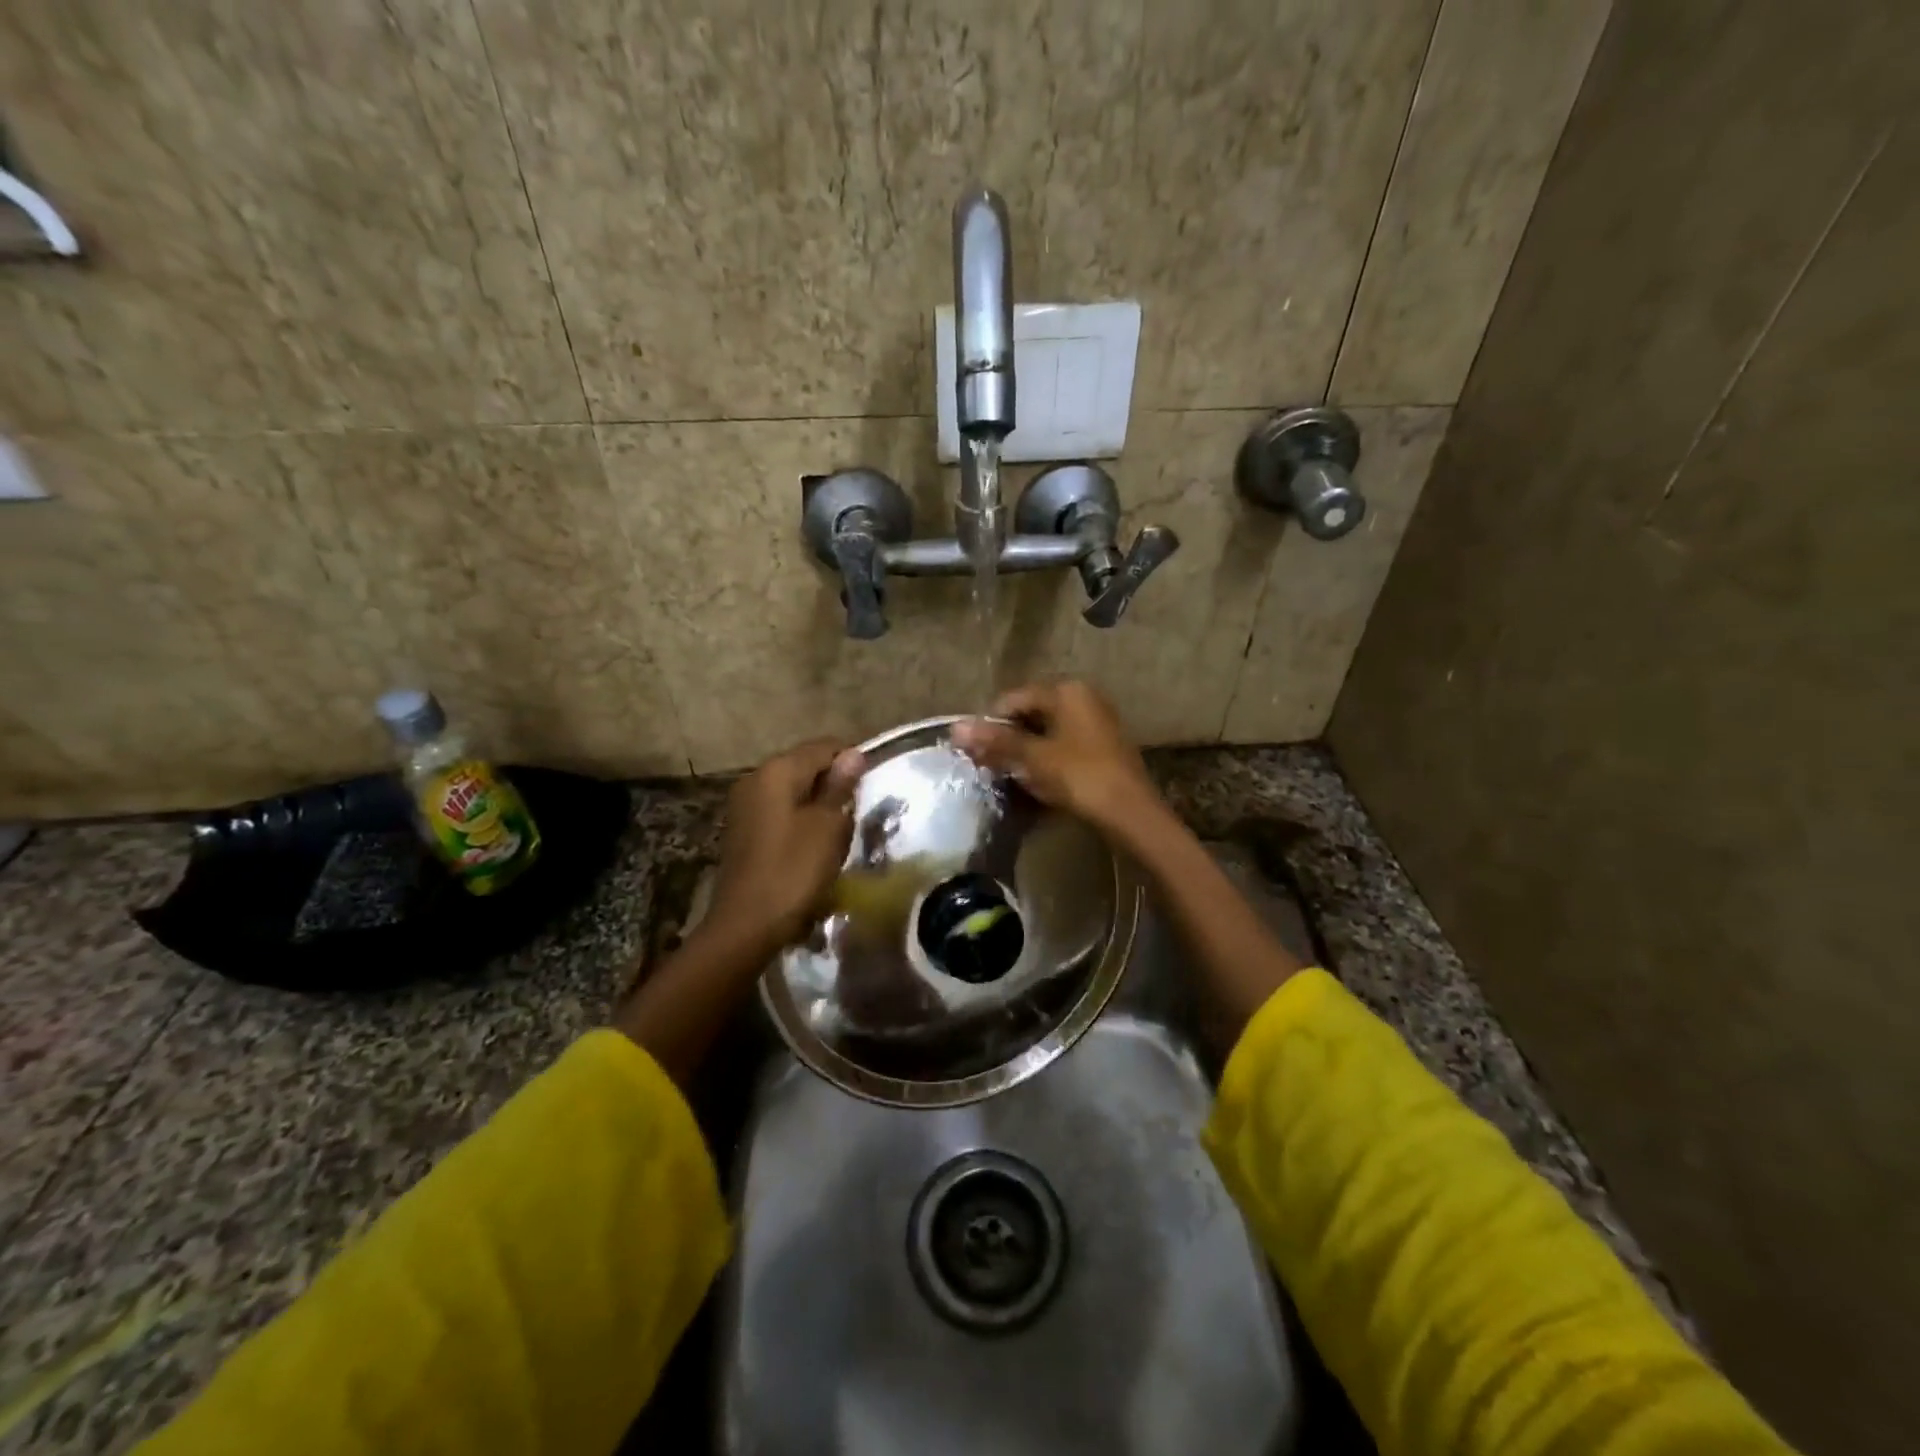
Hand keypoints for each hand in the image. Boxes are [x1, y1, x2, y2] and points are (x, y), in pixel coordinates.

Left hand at [709, 739, 864, 947]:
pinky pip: (781, 812)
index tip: (871, 789)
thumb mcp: (828, 827)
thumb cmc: (793, 871)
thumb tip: (853, 754)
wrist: (746, 925)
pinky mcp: (744, 830)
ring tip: (840, 833)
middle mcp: (756, 779)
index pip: (824, 747)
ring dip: (819, 806)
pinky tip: (815, 847)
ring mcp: (745, 805)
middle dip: (835, 784)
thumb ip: (840, 787)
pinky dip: (801, 821)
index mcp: (777, 770)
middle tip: (858, 813)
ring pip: (794, 791)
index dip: (852, 762)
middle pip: (806, 766)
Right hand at [951, 681, 1160, 834]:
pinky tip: (1039, 780)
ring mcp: (1096, 720)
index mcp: (1067, 691)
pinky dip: (1047, 758)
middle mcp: (1083, 697)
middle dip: (1009, 738)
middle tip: (990, 766)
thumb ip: (996, 741)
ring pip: (1047, 730)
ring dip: (1026, 751)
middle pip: (1031, 713)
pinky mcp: (1102, 745)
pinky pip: (1064, 744)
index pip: (1014, 699)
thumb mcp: (1034, 758)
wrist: (1131, 813)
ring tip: (1012, 775)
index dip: (990, 724)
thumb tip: (955, 728)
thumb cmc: (1080, 777)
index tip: (975, 752)